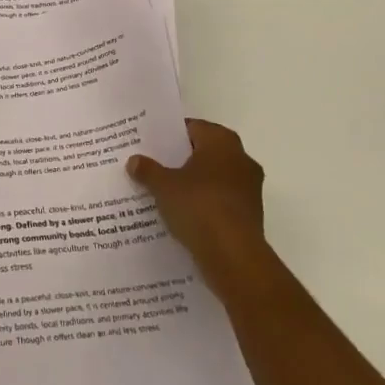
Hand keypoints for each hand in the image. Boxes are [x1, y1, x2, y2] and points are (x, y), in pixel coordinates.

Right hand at [128, 118, 269, 298]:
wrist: (234, 257)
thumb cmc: (199, 207)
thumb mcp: (163, 186)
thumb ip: (148, 170)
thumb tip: (134, 160)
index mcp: (222, 141)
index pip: (193, 127)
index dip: (170, 135)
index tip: (151, 145)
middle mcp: (241, 159)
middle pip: (204, 152)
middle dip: (181, 160)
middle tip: (155, 166)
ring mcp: (249, 188)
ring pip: (214, 178)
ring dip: (194, 184)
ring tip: (165, 192)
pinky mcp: (250, 214)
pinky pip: (221, 200)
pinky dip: (205, 204)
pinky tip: (183, 215)